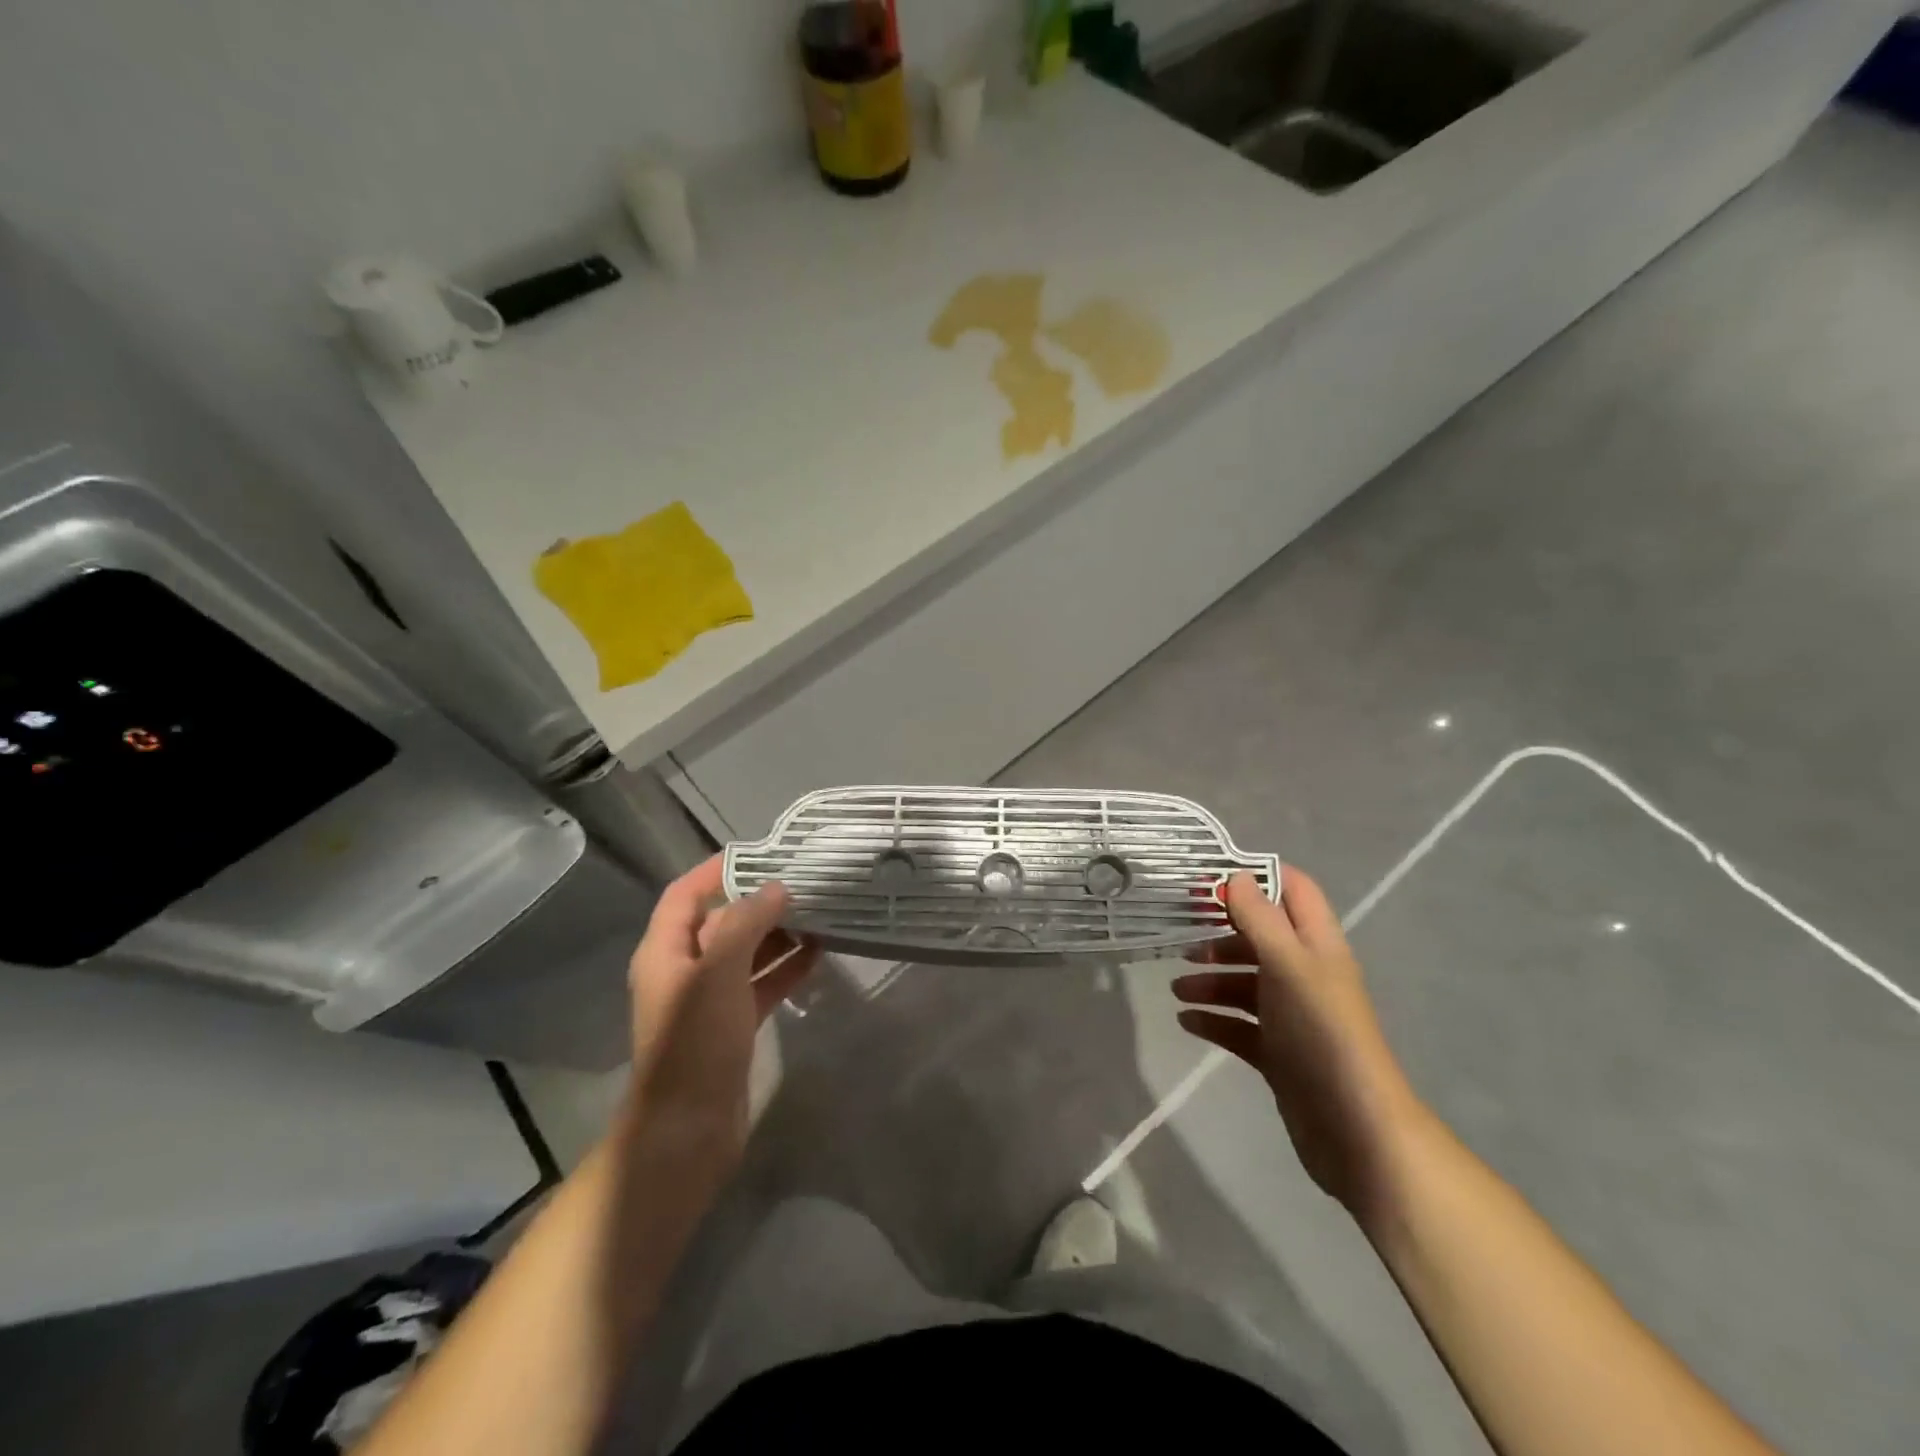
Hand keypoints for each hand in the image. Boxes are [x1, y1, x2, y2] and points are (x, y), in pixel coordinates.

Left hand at [625, 856, 818, 1166]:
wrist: (686, 1132)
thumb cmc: (695, 1043)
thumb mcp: (719, 972)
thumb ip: (746, 923)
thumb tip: (776, 888)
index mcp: (665, 951)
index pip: (686, 894)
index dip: (717, 870)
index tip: (762, 853)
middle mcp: (684, 970)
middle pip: (721, 921)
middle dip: (759, 901)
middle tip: (805, 882)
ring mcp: (708, 1000)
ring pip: (746, 953)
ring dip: (778, 934)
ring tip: (820, 914)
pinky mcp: (732, 1026)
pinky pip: (761, 984)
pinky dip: (785, 968)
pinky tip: (819, 955)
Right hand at [1172, 866, 1423, 1219]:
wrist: (1354, 1129)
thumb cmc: (1321, 1032)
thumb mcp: (1288, 964)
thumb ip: (1260, 918)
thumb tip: (1235, 876)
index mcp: (1317, 945)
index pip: (1293, 890)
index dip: (1257, 876)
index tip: (1209, 879)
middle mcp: (1306, 974)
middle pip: (1260, 938)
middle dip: (1221, 934)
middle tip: (1182, 939)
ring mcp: (1292, 1016)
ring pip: (1246, 983)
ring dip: (1211, 980)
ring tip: (1179, 990)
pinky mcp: (1279, 1053)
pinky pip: (1240, 1026)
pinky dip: (1214, 1019)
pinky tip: (1186, 1022)